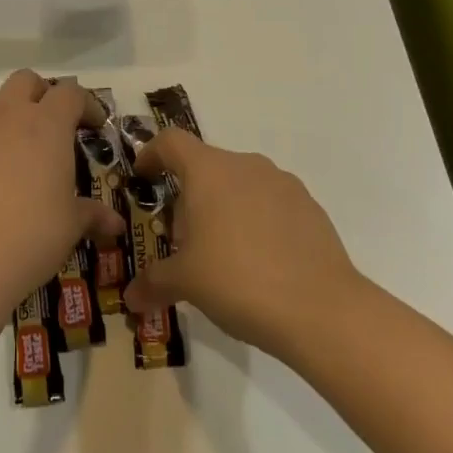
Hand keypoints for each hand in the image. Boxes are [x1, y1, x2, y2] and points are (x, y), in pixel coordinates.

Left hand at [0, 71, 126, 314]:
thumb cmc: (32, 234)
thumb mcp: (71, 225)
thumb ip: (92, 215)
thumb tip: (116, 225)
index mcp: (47, 125)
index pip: (70, 93)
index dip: (86, 104)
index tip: (94, 126)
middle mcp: (9, 118)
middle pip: (25, 80)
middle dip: (42, 94)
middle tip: (54, 126)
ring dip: (11, 118)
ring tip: (22, 155)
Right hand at [123, 129, 360, 359]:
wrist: (321, 310)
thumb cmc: (238, 280)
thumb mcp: (185, 282)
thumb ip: (154, 282)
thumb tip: (131, 298)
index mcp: (209, 171)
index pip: (171, 142)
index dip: (151, 154)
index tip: (143, 177)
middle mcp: (246, 166)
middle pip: (205, 167)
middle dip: (189, 199)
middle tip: (183, 242)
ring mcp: (283, 184)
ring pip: (240, 185)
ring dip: (223, 209)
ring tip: (221, 256)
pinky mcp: (310, 208)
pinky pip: (270, 204)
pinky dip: (255, 222)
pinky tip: (259, 263)